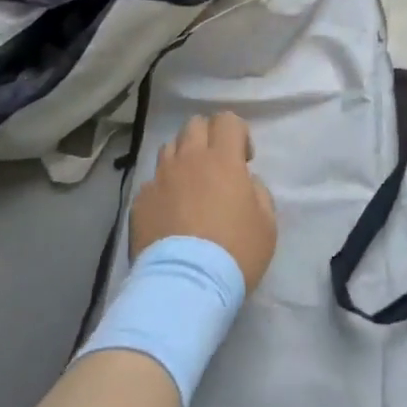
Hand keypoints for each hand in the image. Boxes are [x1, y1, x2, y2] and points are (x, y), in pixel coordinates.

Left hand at [131, 112, 277, 291]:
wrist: (185, 286)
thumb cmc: (234, 253)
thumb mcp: (267, 224)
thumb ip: (258, 192)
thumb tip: (244, 183)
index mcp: (222, 159)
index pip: (227, 120)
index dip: (238, 133)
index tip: (244, 160)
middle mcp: (188, 159)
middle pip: (194, 125)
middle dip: (208, 137)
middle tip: (216, 165)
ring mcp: (160, 178)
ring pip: (169, 148)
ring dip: (183, 158)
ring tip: (190, 186)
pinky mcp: (140, 201)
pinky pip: (152, 182)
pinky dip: (163, 189)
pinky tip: (170, 214)